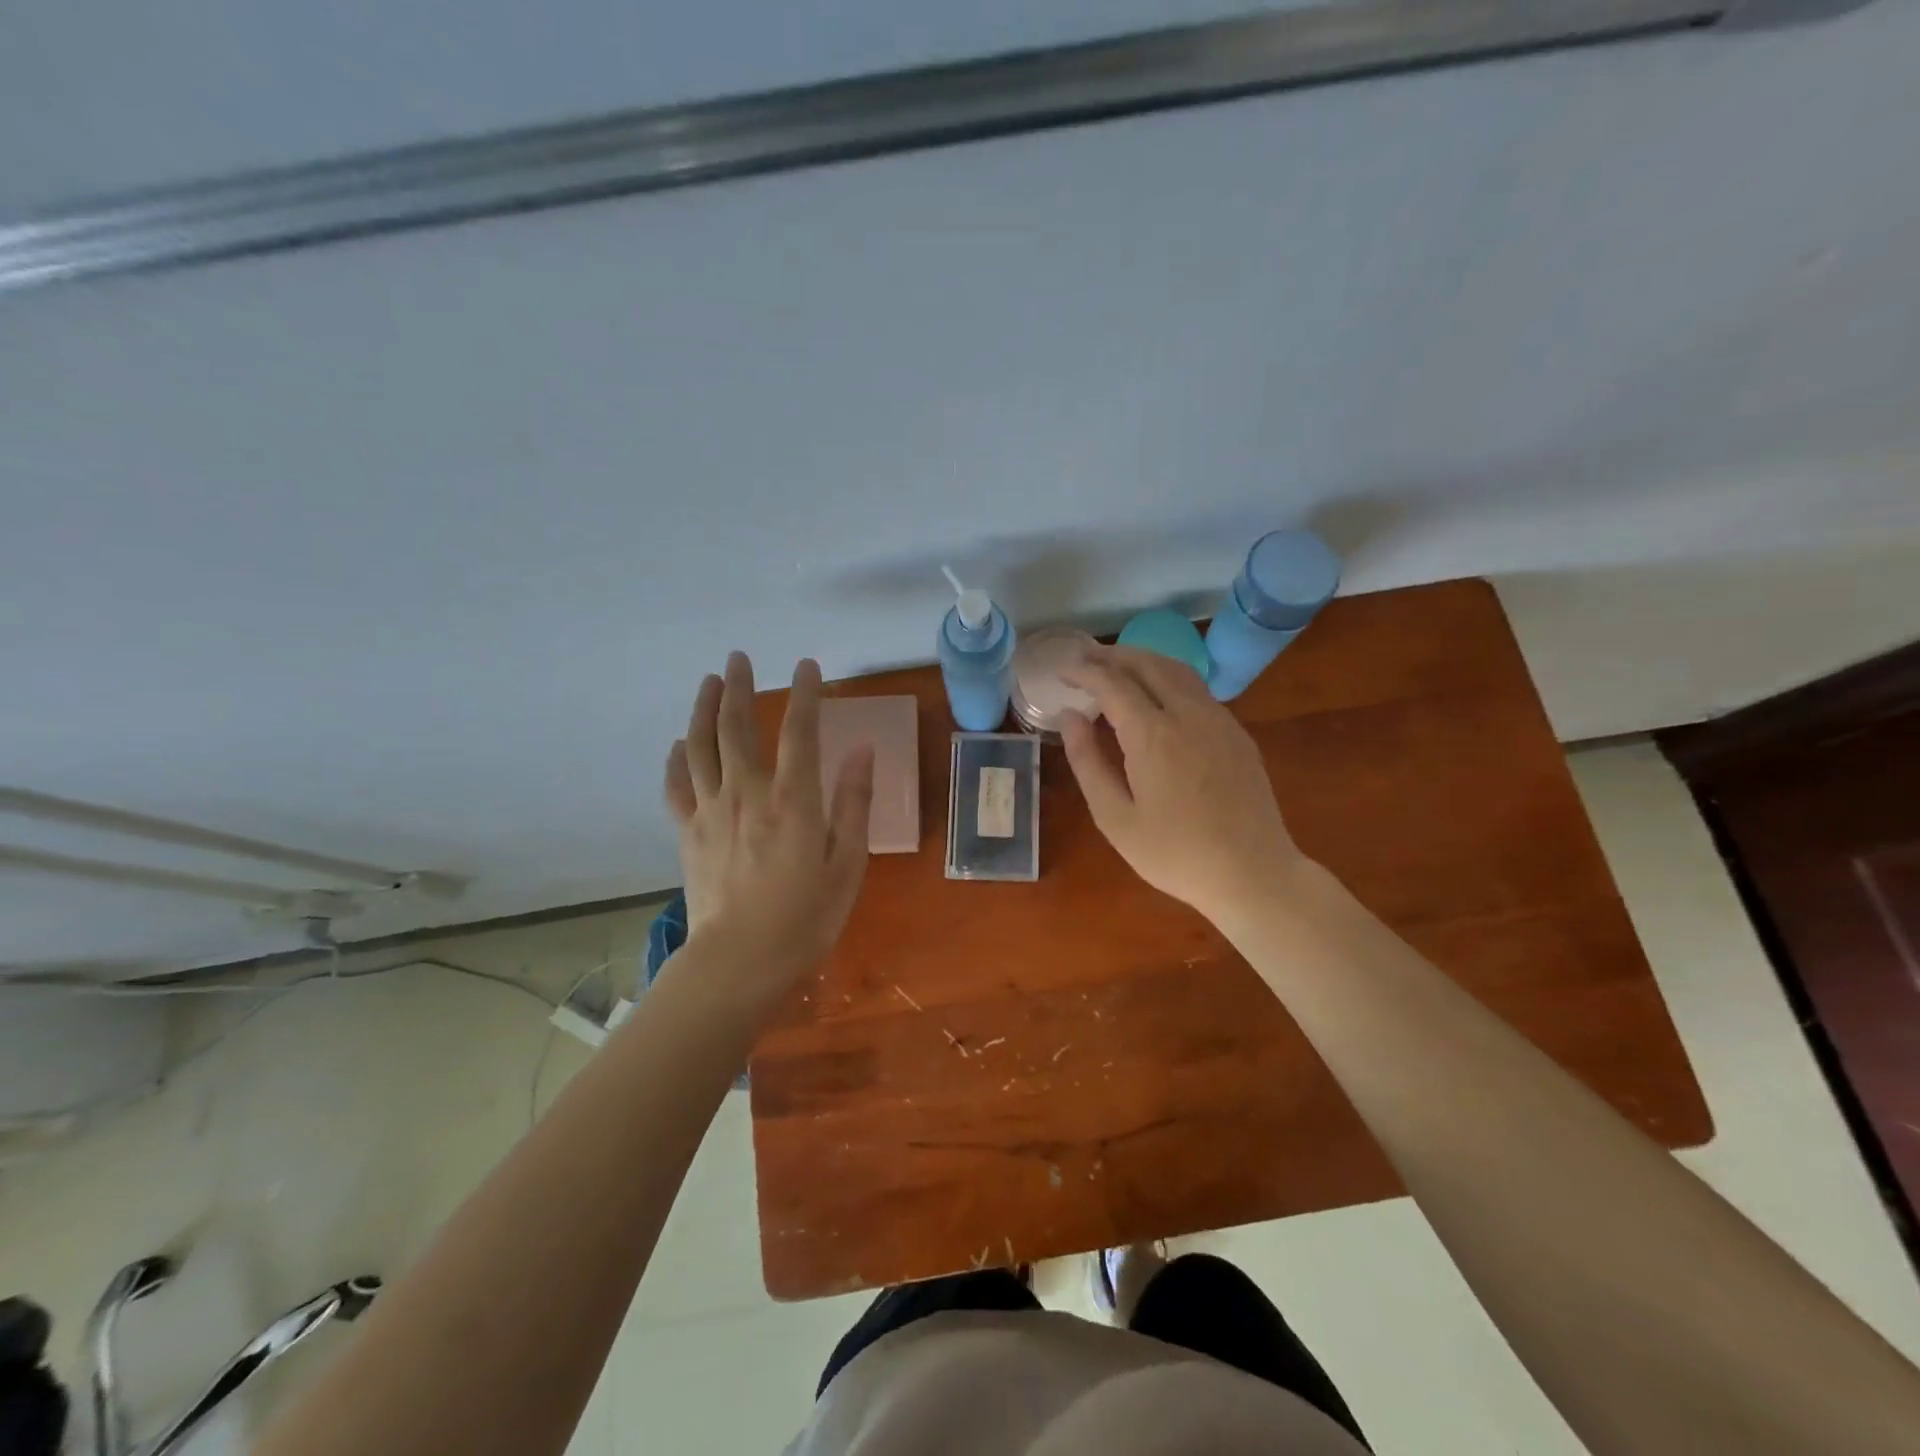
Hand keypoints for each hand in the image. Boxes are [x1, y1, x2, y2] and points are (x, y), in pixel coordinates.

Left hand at [664, 653, 874, 1006]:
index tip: (807, 667)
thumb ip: (854, 803)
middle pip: (737, 726)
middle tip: (739, 657)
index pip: (799, 731)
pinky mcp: (688, 832)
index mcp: (793, 800)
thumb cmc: (805, 917)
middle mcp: (747, 792)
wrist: (740, 962)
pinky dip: (676, 759)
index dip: (804, 694)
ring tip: (708, 681)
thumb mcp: (848, 864)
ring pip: (700, 745)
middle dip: (738, 686)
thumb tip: (862, 751)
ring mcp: (711, 810)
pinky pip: (676, 785)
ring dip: (703, 708)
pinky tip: (679, 743)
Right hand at [1059, 645, 1300, 925]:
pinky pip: (1197, 689)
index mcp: (1153, 735)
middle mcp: (1188, 714)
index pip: (1112, 683)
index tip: (1061, 669)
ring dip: (1142, 659)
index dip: (1083, 670)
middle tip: (1083, 657)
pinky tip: (1157, 695)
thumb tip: (1070, 717)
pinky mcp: (1237, 733)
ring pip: (1176, 669)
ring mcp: (1219, 720)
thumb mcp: (1115, 818)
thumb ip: (1088, 762)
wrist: (1253, 874)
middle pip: (1147, 663)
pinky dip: (1167, 677)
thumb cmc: (1175, 854)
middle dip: (1111, 655)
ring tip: (1116, 665)